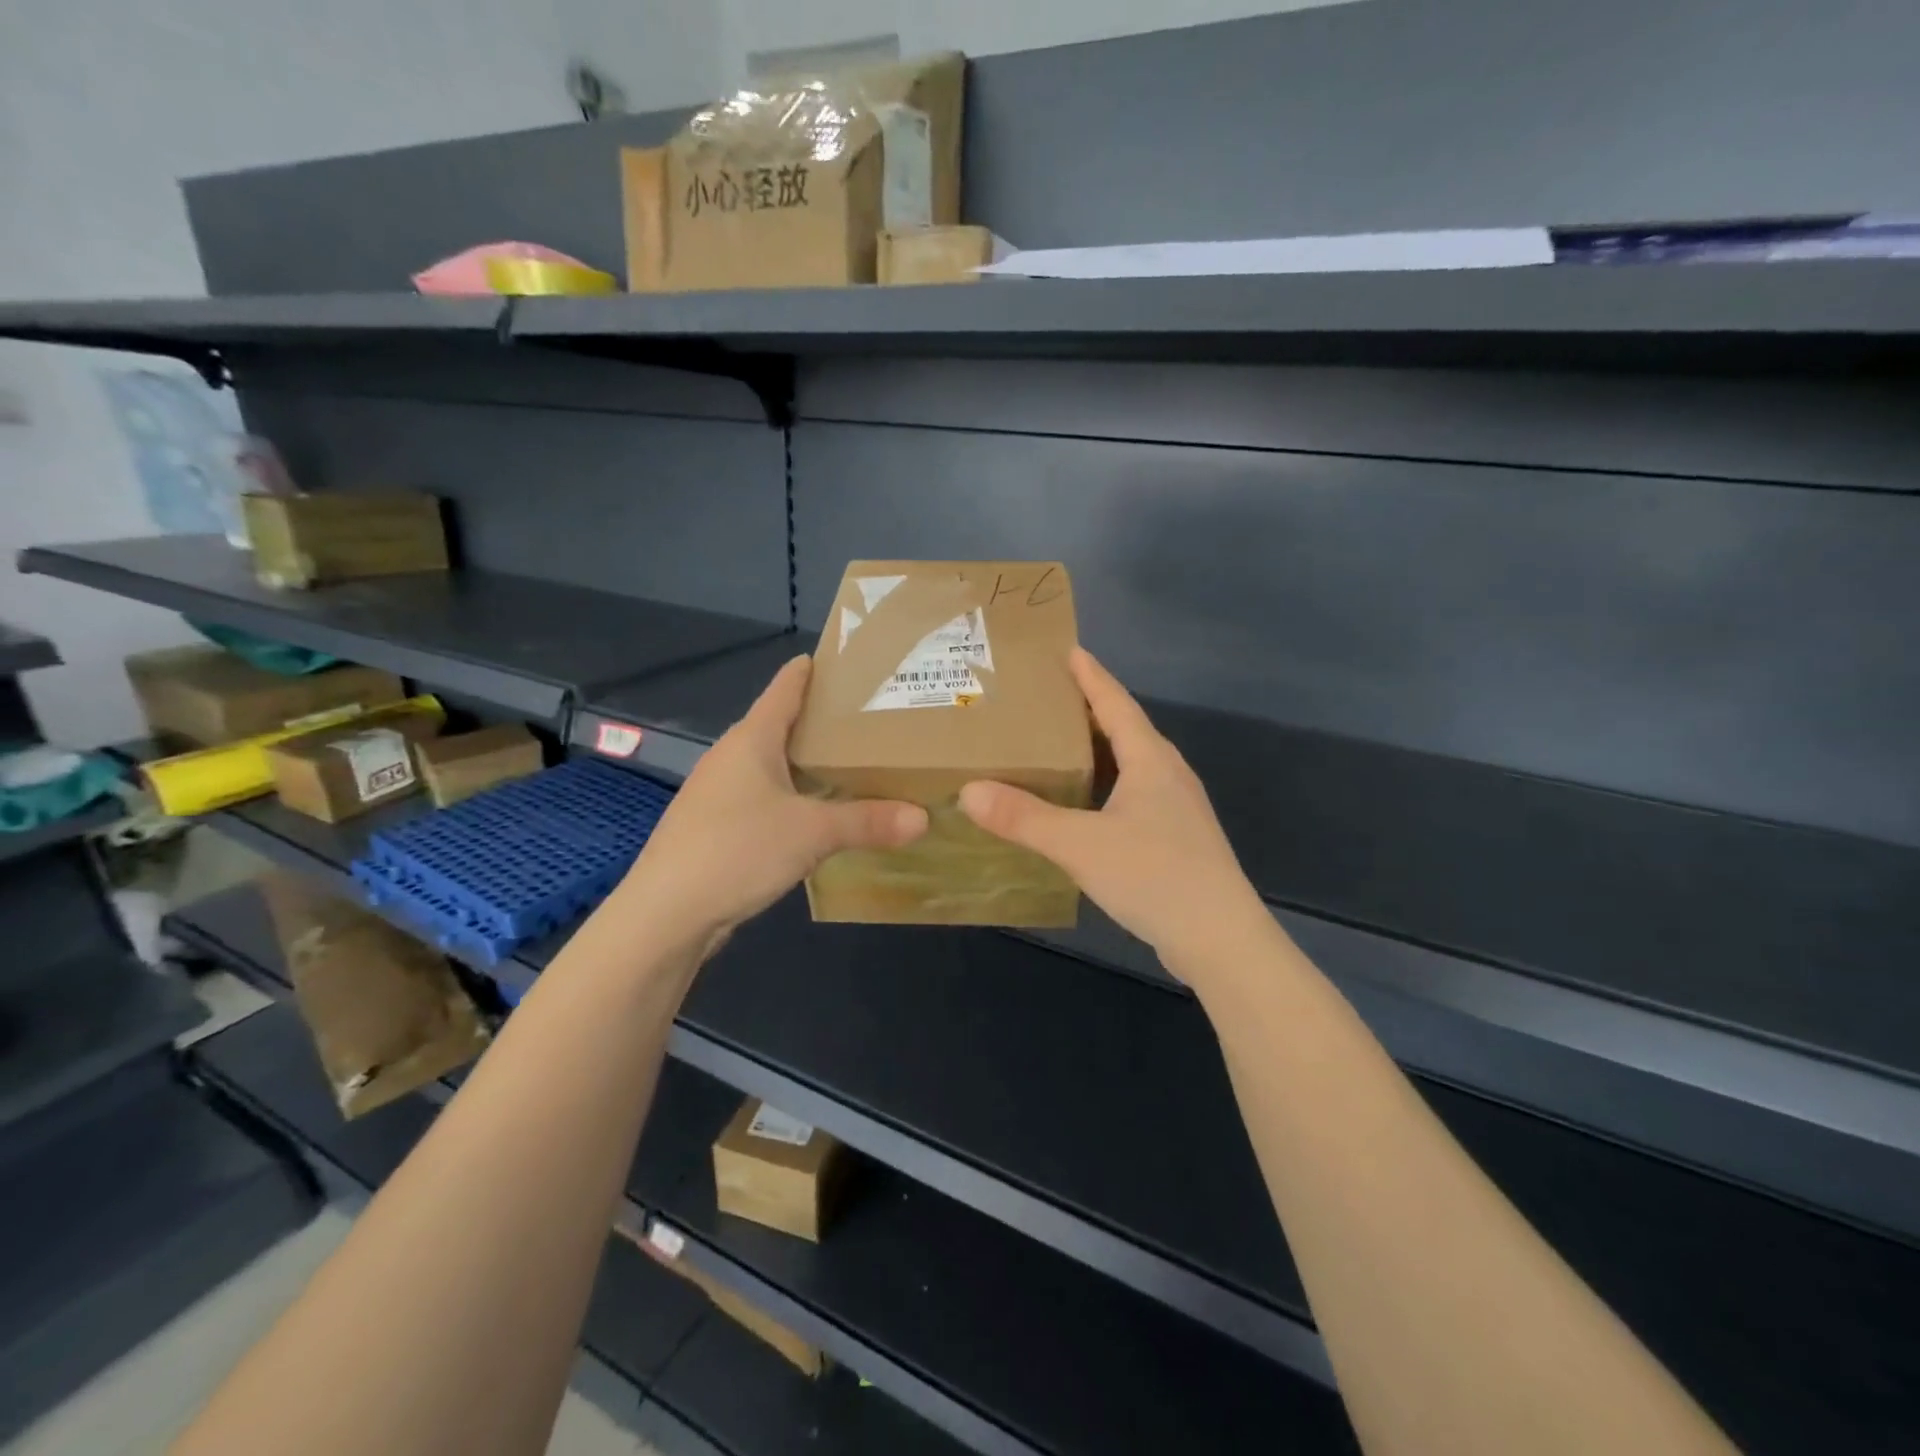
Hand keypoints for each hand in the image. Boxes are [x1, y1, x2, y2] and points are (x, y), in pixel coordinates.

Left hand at [617, 656, 926, 953]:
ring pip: (773, 765)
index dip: (813, 670)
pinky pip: (765, 798)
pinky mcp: (716, 826)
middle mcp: (732, 757)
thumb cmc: (737, 850)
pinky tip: (817, 815)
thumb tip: (923, 818)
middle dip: (823, 722)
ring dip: (808, 764)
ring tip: (853, 766)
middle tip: (872, 720)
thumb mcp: (812, 833)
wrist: (665, 914)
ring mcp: (720, 793)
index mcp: (752, 739)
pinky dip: (794, 797)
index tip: (846, 660)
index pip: (786, 687)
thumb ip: (868, 821)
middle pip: (782, 726)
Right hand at [958, 648, 1266, 982]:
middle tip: (1046, 699)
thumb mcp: (1080, 845)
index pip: (1116, 703)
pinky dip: (1104, 786)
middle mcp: (1167, 774)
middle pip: (1125, 728)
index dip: (1091, 676)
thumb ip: (1024, 818)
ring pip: (1130, 764)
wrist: (1220, 939)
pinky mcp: (1176, 837)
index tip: (1069, 649)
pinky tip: (1083, 805)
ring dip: (1097, 750)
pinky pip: (1133, 794)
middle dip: (1088, 710)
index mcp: (1150, 760)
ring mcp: (1176, 808)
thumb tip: (970, 791)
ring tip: (1057, 747)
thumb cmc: (1155, 876)